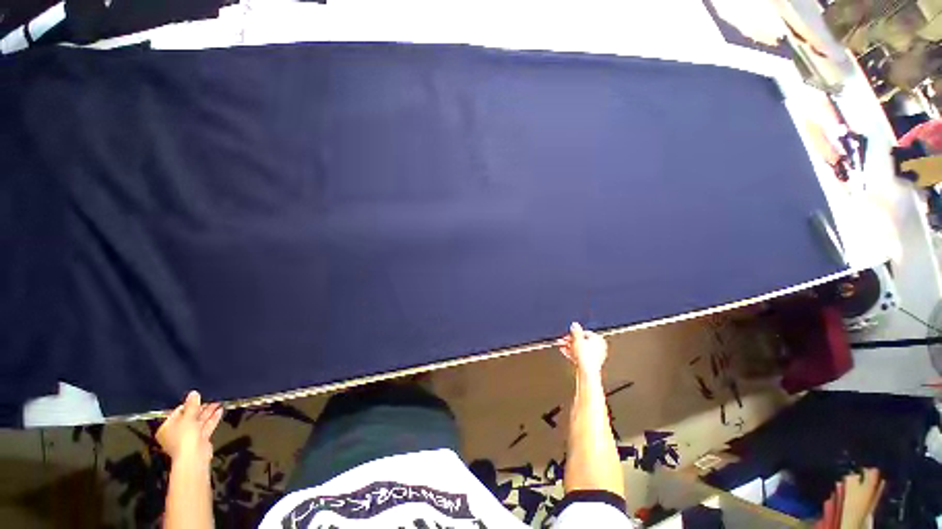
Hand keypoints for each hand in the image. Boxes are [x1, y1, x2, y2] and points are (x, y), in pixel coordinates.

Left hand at [156, 391, 222, 464]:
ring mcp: (188, 437)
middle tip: (210, 398)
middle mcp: (176, 432)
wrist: (194, 456)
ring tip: (218, 402)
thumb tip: (193, 393)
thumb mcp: (188, 417)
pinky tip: (220, 411)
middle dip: (201, 408)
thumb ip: (191, 405)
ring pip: (199, 422)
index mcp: (167, 427)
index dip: (188, 405)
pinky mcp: (200, 440)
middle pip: (189, 417)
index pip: (177, 412)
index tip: (198, 398)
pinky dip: (212, 419)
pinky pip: (205, 427)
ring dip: (208, 412)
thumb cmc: (184, 436)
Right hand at [557, 322, 608, 374]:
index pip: (584, 332)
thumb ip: (575, 330)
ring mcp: (596, 356)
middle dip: (570, 341)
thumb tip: (575, 324)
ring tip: (562, 347)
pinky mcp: (591, 363)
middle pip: (582, 341)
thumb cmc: (585, 357)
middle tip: (563, 341)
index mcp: (599, 339)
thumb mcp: (577, 339)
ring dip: (570, 347)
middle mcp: (600, 347)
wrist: (587, 372)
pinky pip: (581, 356)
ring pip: (580, 349)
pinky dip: (573, 353)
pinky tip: (566, 353)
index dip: (574, 333)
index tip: (567, 335)